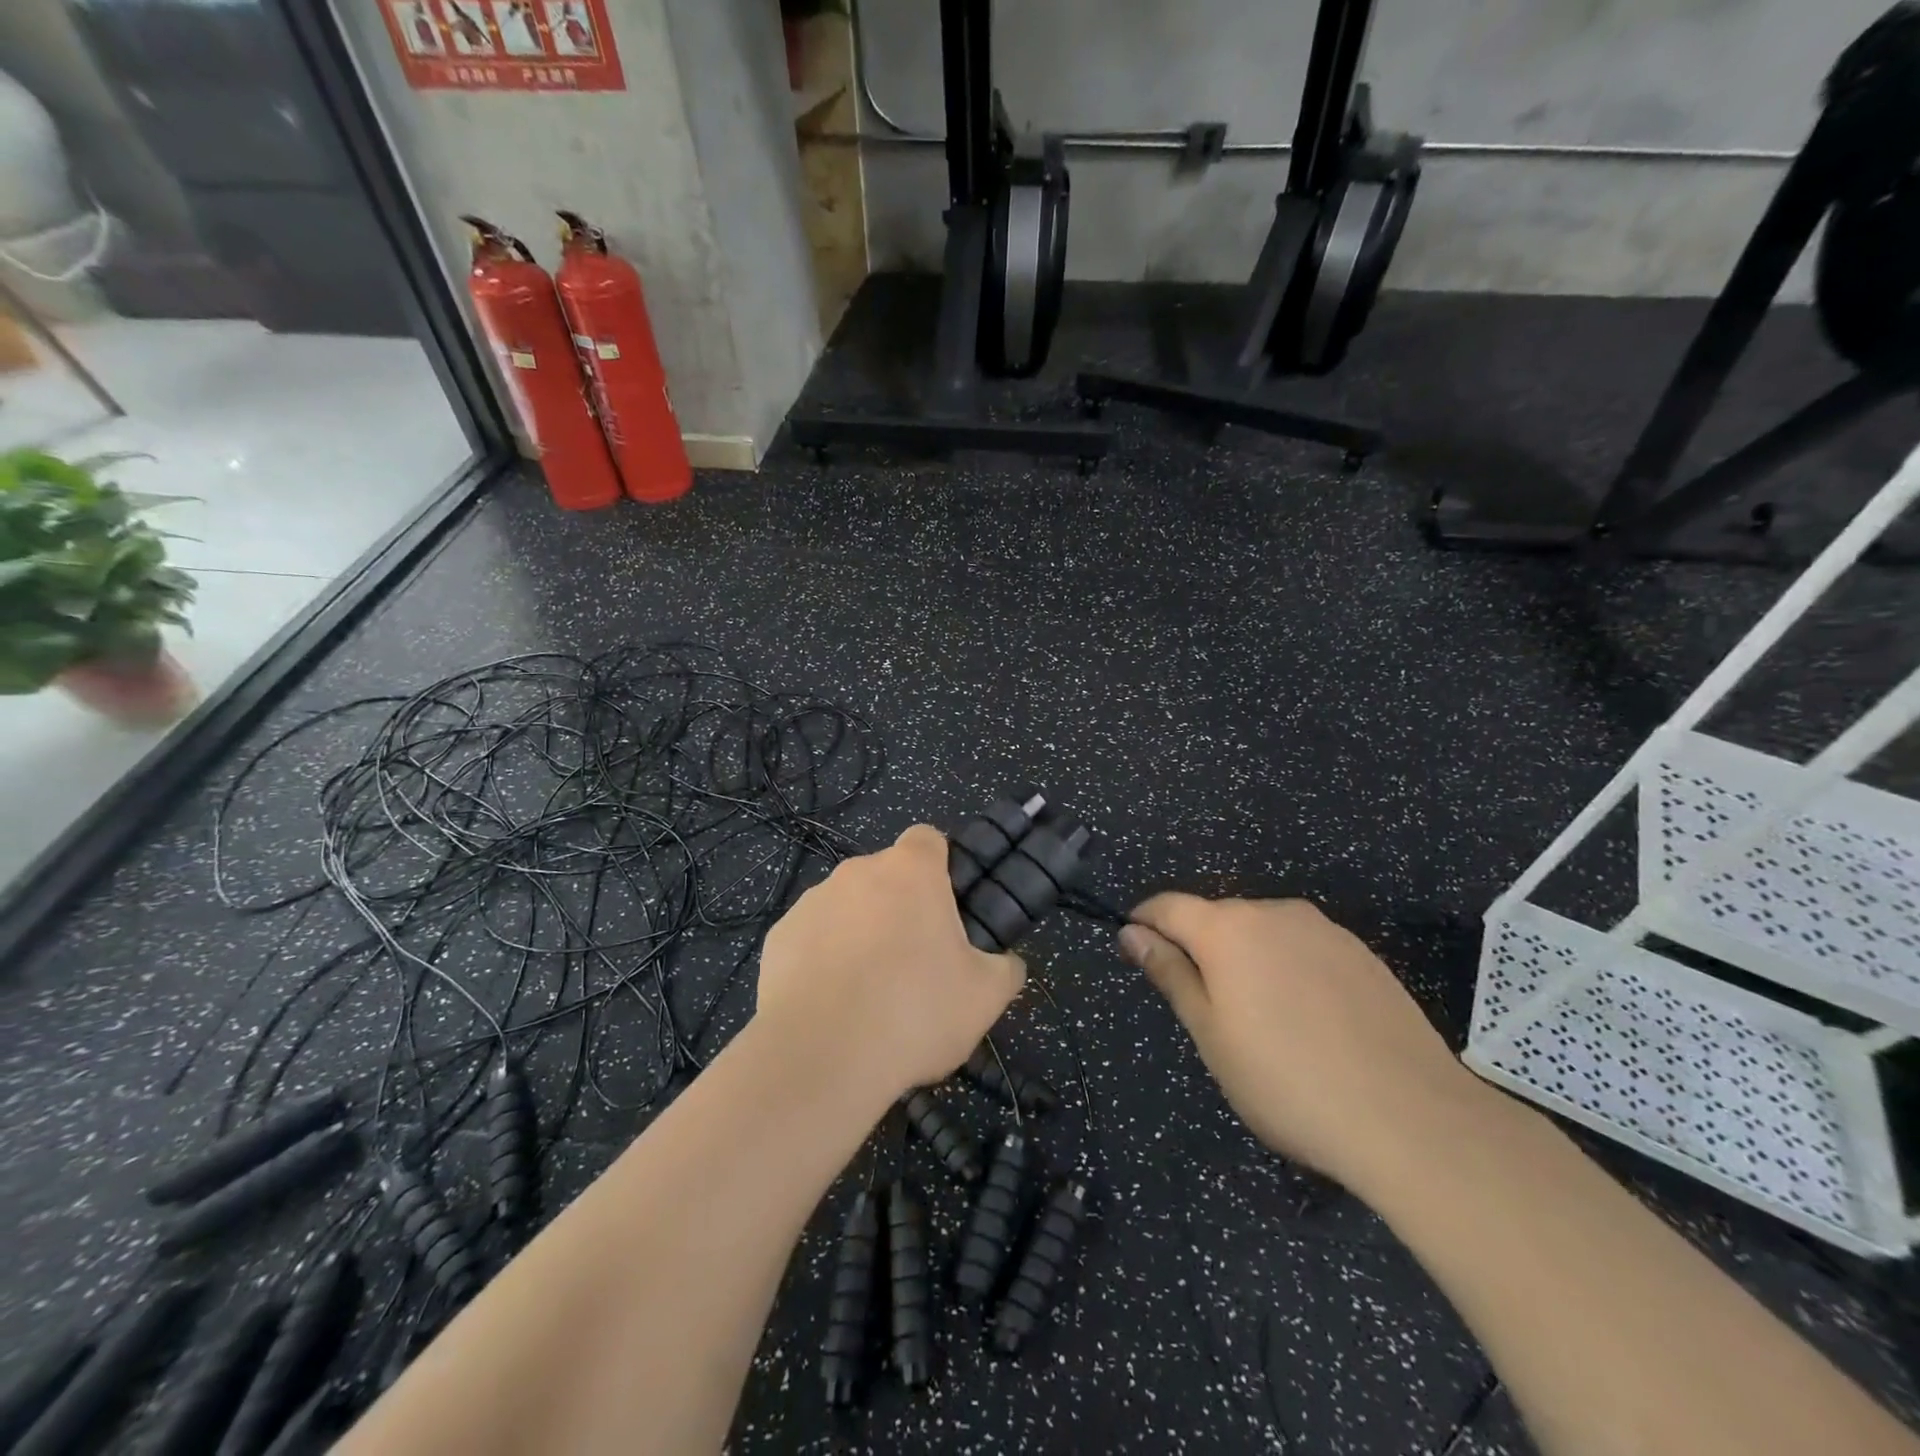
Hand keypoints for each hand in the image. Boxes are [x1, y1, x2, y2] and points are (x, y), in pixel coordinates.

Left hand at [756, 825, 1024, 1103]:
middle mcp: (857, 872)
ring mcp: (812, 902)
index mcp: (910, 871)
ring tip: (870, 993)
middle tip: (917, 962)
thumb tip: (1005, 964)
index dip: (941, 867)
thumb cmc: (914, 1012)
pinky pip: (812, 938)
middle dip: (901, 908)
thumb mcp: (985, 997)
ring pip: (848, 907)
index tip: (947, 908)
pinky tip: (831, 1005)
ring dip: (861, 933)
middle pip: (886, 877)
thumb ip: (1005, 968)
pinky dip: (823, 960)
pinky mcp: (778, 937)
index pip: (928, 839)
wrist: (820, 1057)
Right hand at [1118, 895, 1480, 1191]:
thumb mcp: (1210, 1034)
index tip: (1135, 949)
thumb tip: (1132, 932)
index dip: (1145, 923)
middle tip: (1206, 1011)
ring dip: (1247, 960)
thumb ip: (1169, 974)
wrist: (1411, 1118)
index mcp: (1227, 928)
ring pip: (1264, 933)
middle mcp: (1274, 912)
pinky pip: (1305, 948)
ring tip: (1263, 1022)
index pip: (1168, 906)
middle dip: (1200, 949)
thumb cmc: (1286, 1080)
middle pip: (1218, 919)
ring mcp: (1324, 930)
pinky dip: (1289, 971)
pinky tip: (1310, 1022)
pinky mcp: (1362, 954)